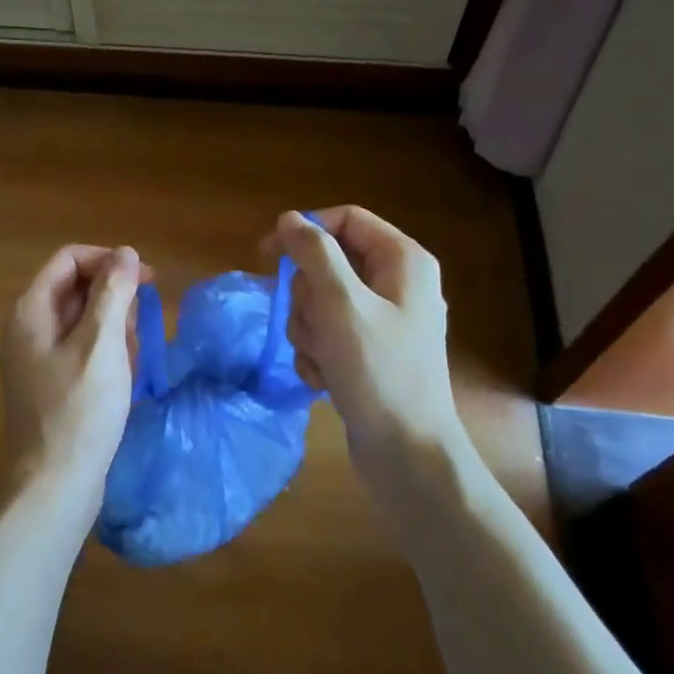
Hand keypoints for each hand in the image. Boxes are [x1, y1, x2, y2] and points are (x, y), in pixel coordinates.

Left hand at [0, 244, 143, 530]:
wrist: (55, 484)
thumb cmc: (79, 410)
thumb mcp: (102, 344)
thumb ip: (114, 292)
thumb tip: (126, 252)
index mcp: (32, 311)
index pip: (69, 260)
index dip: (109, 260)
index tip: (146, 280)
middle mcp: (29, 328)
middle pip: (77, 288)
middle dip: (115, 300)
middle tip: (141, 327)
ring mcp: (38, 358)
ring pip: (85, 321)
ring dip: (115, 330)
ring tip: (132, 359)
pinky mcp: (52, 383)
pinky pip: (84, 351)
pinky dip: (107, 355)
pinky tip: (124, 378)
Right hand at [269, 207, 466, 470]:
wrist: (407, 454)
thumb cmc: (379, 372)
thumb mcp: (341, 305)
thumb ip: (313, 254)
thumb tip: (289, 219)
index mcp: (403, 260)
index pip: (345, 220)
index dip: (305, 231)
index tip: (267, 255)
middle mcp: (396, 284)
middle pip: (328, 264)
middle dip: (308, 298)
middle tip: (317, 326)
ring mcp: (382, 321)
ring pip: (320, 302)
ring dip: (309, 331)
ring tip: (324, 360)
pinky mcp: (367, 352)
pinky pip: (326, 334)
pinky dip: (317, 354)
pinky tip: (325, 380)